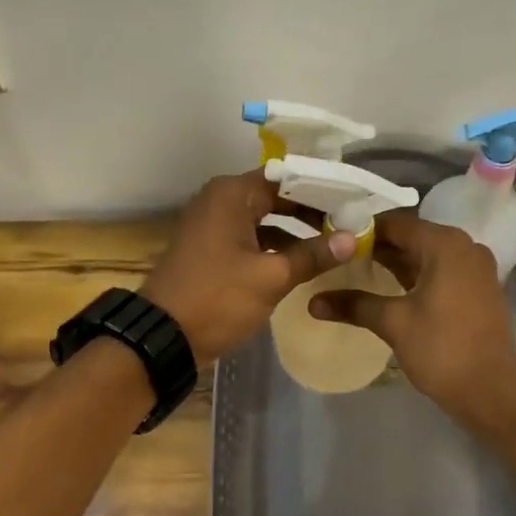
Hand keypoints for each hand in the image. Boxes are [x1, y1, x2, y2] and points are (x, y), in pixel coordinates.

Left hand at [142, 170, 354, 363]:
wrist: (162, 337)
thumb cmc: (218, 298)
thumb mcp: (271, 277)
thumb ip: (312, 255)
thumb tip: (352, 239)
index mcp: (232, 194)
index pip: (287, 178)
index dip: (321, 190)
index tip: (353, 202)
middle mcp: (220, 200)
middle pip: (276, 196)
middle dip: (311, 211)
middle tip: (349, 223)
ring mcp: (212, 225)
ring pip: (264, 218)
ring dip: (295, 230)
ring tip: (333, 243)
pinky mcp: (211, 249)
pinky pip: (250, 237)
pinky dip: (275, 245)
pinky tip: (301, 261)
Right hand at [309, 211, 515, 414]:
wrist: (492, 391)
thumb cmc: (442, 349)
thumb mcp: (393, 323)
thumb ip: (354, 306)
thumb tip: (313, 302)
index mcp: (446, 244)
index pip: (396, 224)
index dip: (362, 230)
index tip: (332, 239)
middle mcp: (464, 247)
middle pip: (412, 237)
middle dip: (376, 247)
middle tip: (338, 257)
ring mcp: (475, 269)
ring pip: (426, 256)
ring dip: (394, 263)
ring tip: (354, 272)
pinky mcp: (477, 290)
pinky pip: (440, 272)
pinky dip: (414, 277)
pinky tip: (386, 290)